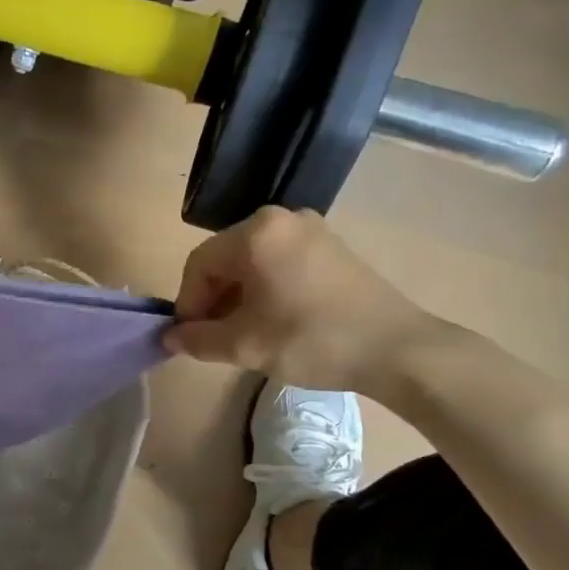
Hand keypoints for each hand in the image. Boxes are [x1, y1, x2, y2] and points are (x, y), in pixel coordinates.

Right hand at [165, 208, 443, 395]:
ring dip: (238, 297)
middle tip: (213, 338)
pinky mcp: (332, 248)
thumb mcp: (244, 346)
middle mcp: (281, 219)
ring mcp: (311, 231)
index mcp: (256, 233)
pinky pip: (280, 263)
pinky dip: (266, 289)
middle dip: (213, 300)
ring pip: (253, 263)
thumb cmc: (311, 340)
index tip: (189, 337)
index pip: (199, 264)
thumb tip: (170, 336)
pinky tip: (273, 321)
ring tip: (242, 334)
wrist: (398, 350)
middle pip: (225, 260)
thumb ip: (197, 339)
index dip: (187, 303)